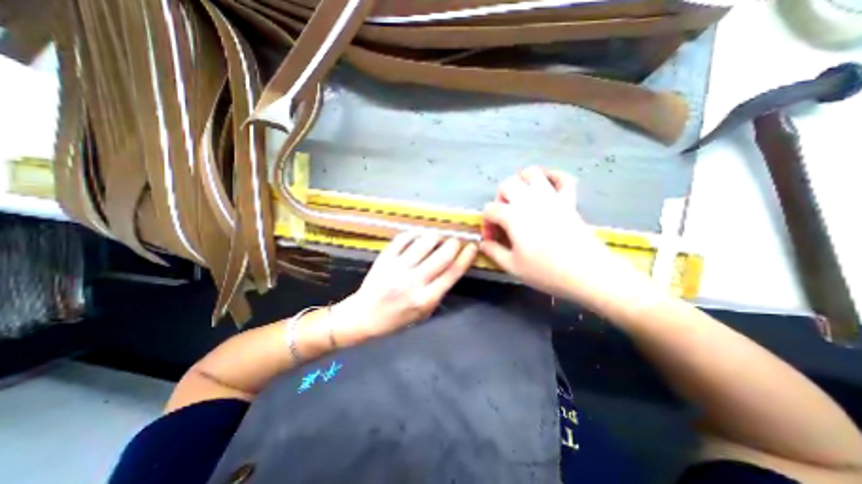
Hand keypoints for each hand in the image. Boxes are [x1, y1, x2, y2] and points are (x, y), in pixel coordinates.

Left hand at [332, 231, 477, 341]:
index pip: (452, 272)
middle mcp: (413, 282)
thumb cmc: (396, 318)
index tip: (472, 247)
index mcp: (425, 299)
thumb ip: (438, 291)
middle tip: (455, 241)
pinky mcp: (385, 259)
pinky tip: (418, 237)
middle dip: (454, 243)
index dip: (466, 257)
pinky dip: (415, 234)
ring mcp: (398, 268)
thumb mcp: (423, 313)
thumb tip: (452, 267)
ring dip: (436, 236)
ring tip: (438, 238)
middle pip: (442, 255)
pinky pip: (403, 239)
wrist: (364, 315)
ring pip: (425, 243)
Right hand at [478, 166, 653, 309]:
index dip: (487, 224)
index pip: (490, 210)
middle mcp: (529, 200)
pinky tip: (547, 187)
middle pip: (507, 184)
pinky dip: (554, 177)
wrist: (588, 273)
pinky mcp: (569, 200)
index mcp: (513, 216)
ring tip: (521, 199)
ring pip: (532, 173)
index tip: (493, 240)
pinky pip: (563, 179)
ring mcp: (551, 197)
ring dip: (522, 182)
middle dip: (500, 198)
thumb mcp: (513, 266)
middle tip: (504, 217)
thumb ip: (494, 252)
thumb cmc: (546, 271)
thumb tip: (483, 244)